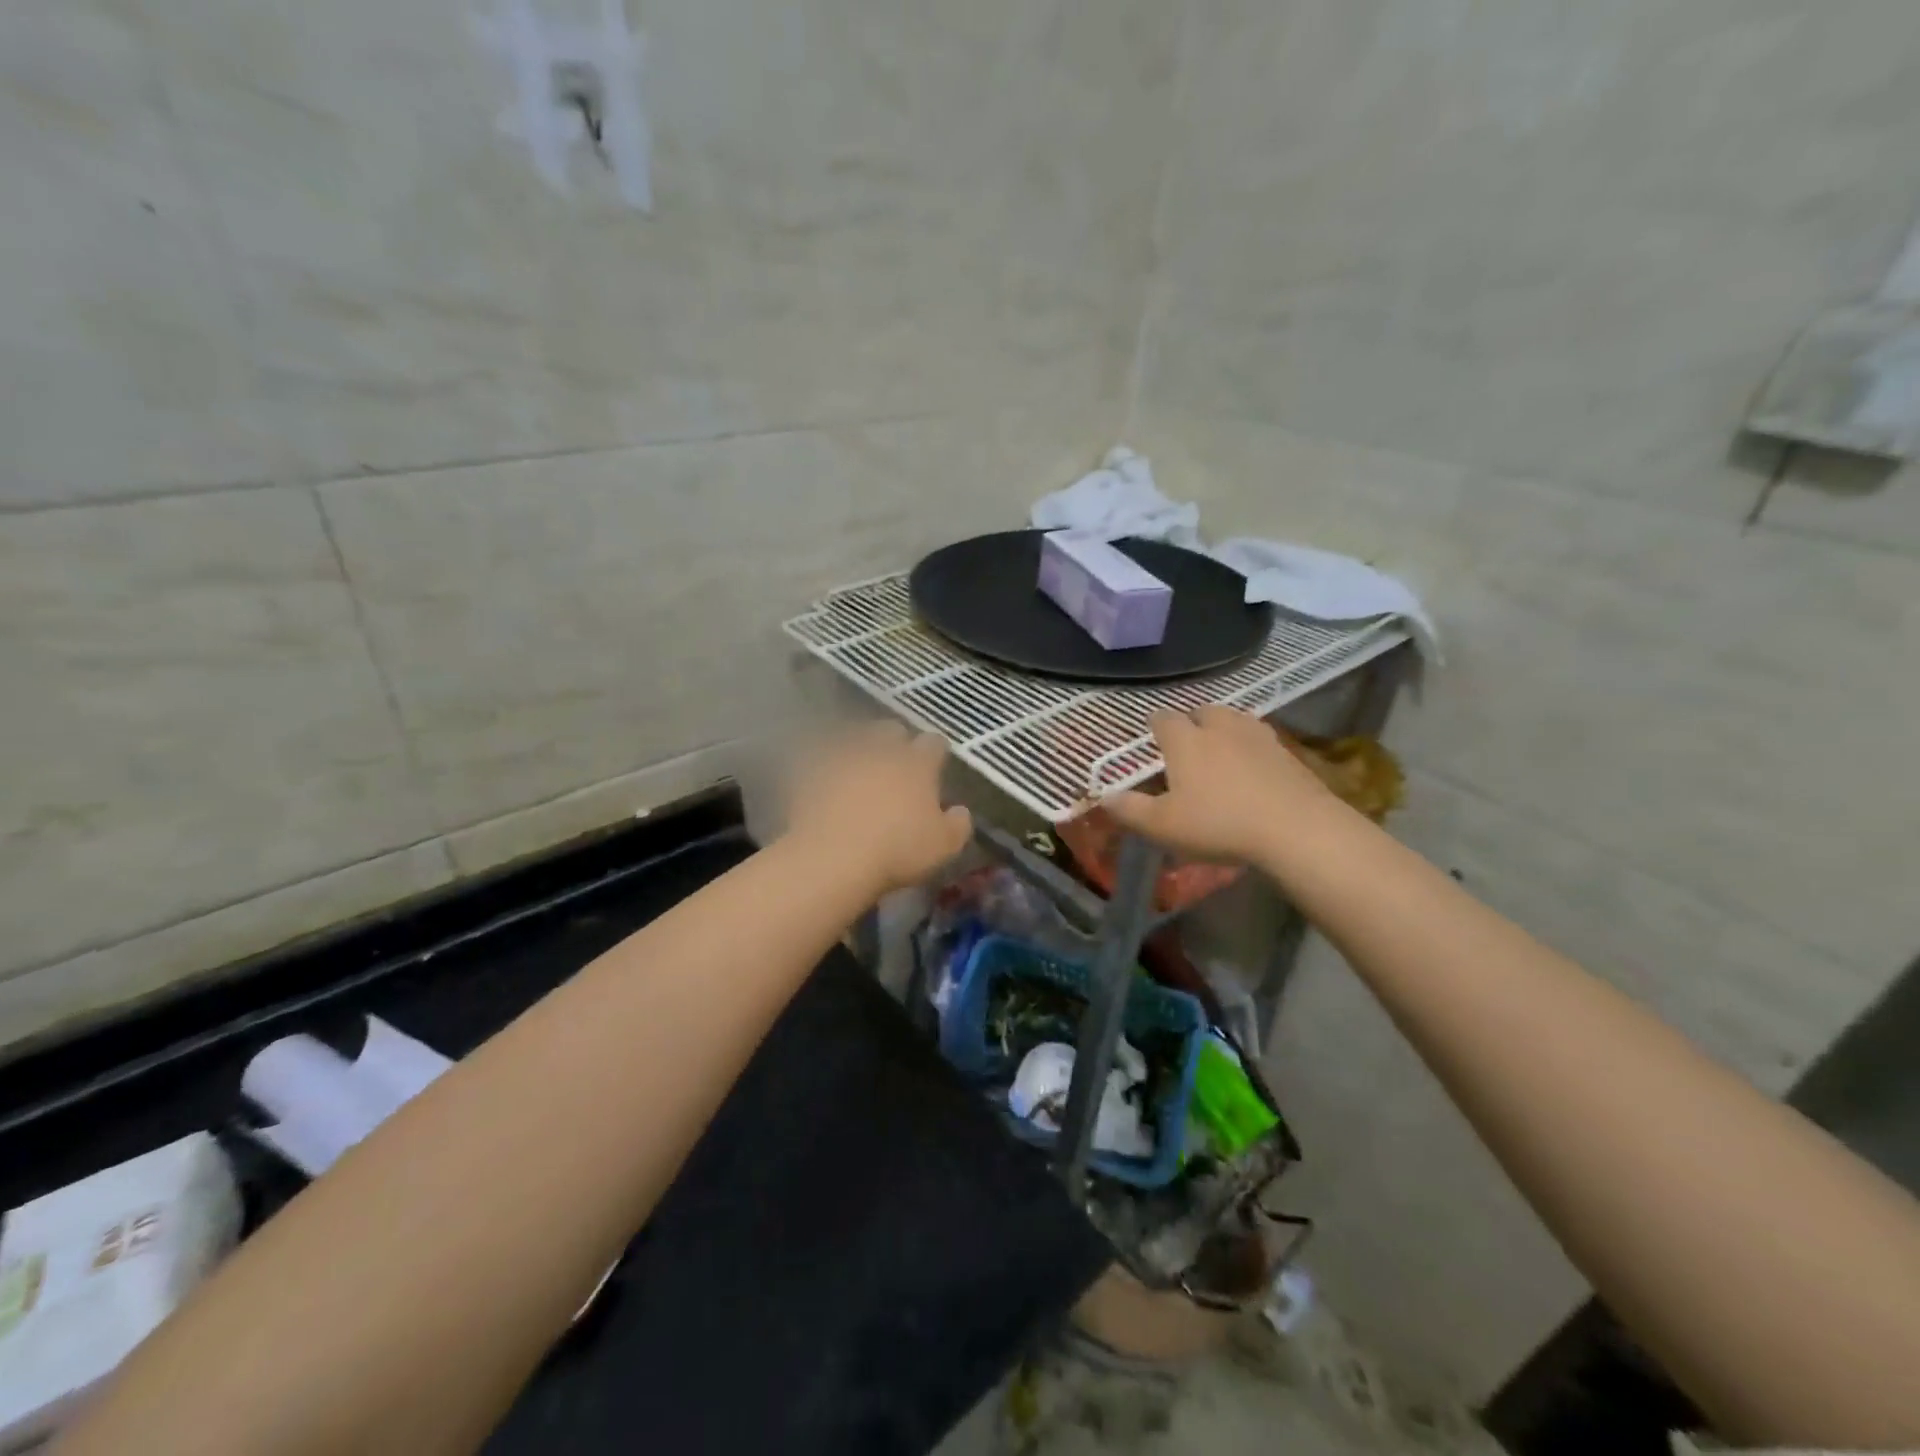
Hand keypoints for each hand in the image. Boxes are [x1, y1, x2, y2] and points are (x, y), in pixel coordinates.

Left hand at [785, 723, 973, 894]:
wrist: (833, 857)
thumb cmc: (898, 850)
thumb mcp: (944, 846)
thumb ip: (958, 824)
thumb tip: (960, 811)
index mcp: (917, 763)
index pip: (934, 743)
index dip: (936, 753)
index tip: (935, 767)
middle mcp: (881, 749)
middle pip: (891, 730)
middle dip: (895, 742)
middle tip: (895, 766)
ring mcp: (843, 756)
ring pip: (854, 740)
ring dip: (859, 750)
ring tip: (858, 772)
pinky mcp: (810, 770)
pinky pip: (819, 760)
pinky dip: (824, 768)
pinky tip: (825, 785)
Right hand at [1104, 706, 1341, 863]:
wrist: (1296, 829)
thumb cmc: (1219, 824)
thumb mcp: (1163, 826)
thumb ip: (1130, 809)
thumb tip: (1104, 796)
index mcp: (1185, 740)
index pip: (1163, 719)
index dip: (1155, 726)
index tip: (1152, 737)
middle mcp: (1220, 727)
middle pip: (1202, 711)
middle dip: (1192, 723)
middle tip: (1187, 745)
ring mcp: (1257, 736)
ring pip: (1234, 720)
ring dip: (1223, 730)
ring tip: (1220, 753)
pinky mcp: (1287, 752)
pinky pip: (1261, 740)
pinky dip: (1251, 749)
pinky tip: (1252, 771)